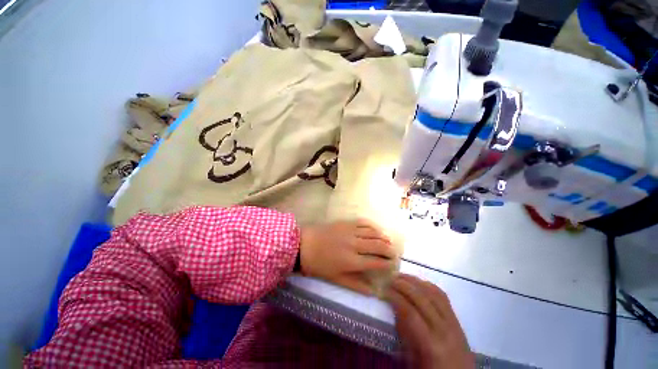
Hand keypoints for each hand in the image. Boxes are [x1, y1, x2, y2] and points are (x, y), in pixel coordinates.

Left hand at [300, 219, 395, 294]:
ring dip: (383, 237)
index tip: (393, 264)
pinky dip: (372, 226)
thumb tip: (373, 291)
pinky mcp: (346, 223)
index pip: (376, 262)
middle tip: (394, 253)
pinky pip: (363, 222)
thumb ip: (356, 285)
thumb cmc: (319, 264)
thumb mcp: (336, 279)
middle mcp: (354, 245)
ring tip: (388, 241)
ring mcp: (350, 231)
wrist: (304, 244)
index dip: (387, 263)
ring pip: (373, 233)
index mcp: (352, 261)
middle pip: (378, 246)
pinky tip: (376, 229)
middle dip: (389, 250)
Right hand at [386, 274, 473, 368]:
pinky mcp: (457, 319)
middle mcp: (444, 329)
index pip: (410, 313)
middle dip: (404, 285)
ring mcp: (453, 322)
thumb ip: (404, 335)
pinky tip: (419, 283)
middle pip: (422, 298)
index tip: (384, 290)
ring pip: (433, 293)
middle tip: (390, 278)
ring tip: (402, 276)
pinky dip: (429, 286)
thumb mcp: (413, 361)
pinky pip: (443, 296)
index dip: (396, 298)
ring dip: (416, 281)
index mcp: (431, 344)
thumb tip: (395, 310)